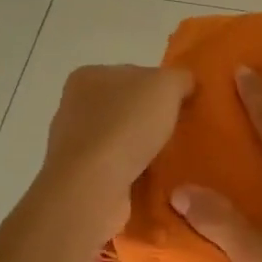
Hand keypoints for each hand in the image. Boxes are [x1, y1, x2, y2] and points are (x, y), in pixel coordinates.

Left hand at [42, 64, 193, 238]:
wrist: (93, 186)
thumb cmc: (126, 125)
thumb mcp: (167, 85)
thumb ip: (180, 78)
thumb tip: (186, 85)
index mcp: (90, 75)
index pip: (134, 74)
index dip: (161, 88)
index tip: (183, 105)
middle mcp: (76, 106)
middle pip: (128, 107)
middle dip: (154, 120)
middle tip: (182, 132)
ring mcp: (75, 144)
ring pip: (123, 139)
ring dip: (145, 149)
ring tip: (172, 159)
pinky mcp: (80, 176)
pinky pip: (117, 168)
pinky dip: (136, 173)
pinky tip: (154, 180)